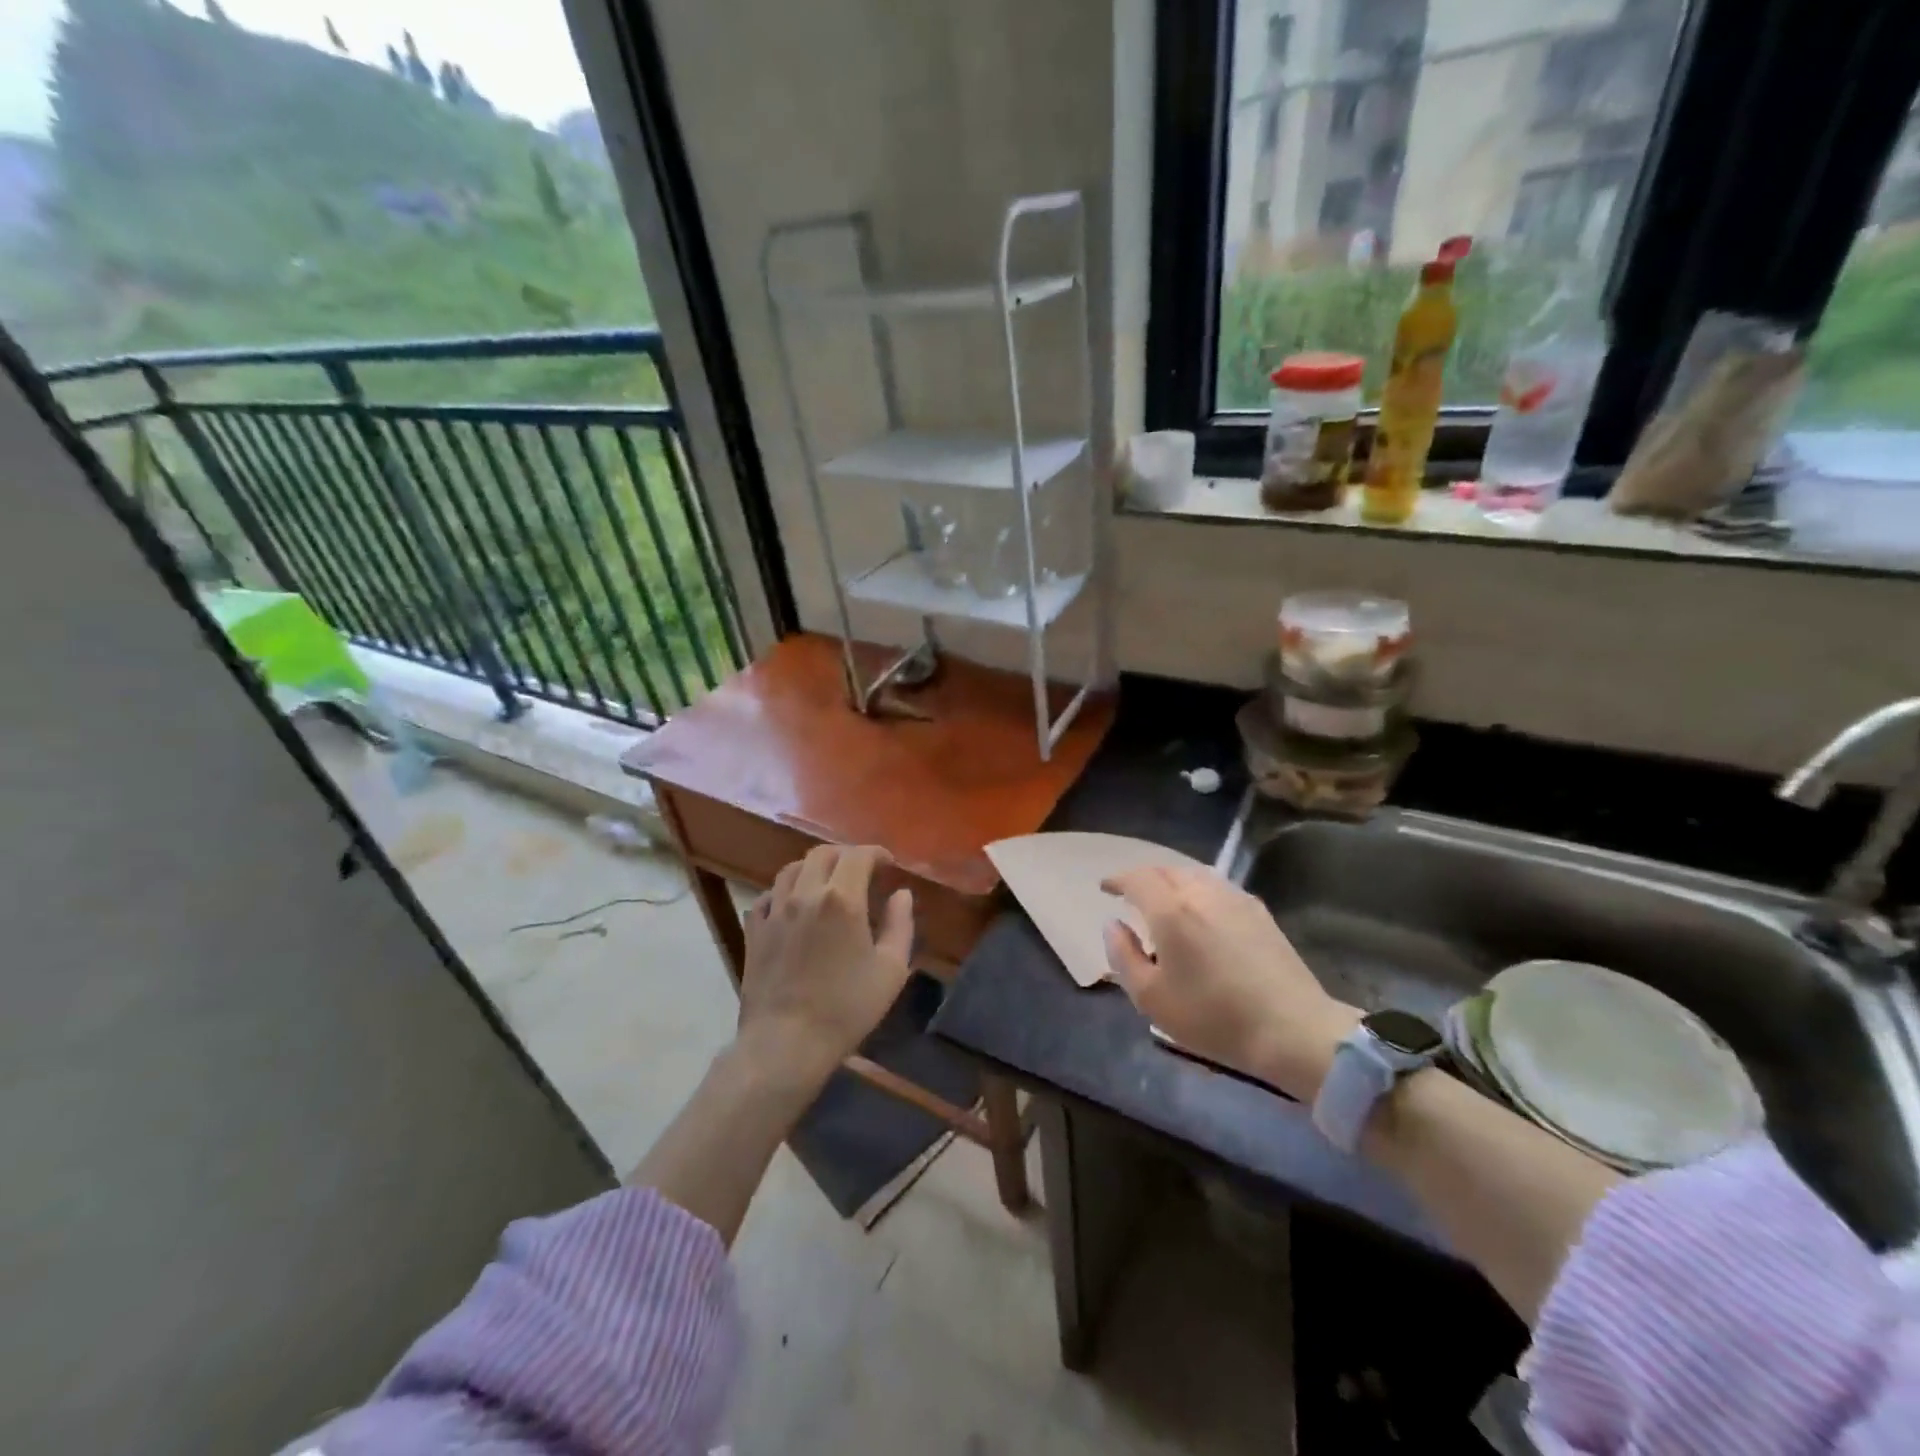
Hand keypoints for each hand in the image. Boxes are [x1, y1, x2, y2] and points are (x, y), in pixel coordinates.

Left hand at [739, 844, 914, 1084]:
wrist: (786, 1043)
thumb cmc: (846, 1008)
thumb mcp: (891, 970)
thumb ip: (900, 925)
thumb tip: (901, 894)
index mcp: (842, 899)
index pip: (858, 855)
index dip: (876, 853)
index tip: (888, 864)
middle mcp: (805, 894)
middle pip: (822, 854)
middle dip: (845, 856)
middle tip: (860, 871)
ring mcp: (774, 911)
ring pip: (791, 869)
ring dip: (813, 868)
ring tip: (827, 883)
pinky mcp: (754, 931)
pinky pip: (767, 896)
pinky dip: (784, 892)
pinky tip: (792, 905)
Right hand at [1102, 865, 1359, 1100]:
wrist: (1292, 1029)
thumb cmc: (1213, 1016)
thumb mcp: (1151, 998)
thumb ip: (1123, 955)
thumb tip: (1113, 925)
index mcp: (1170, 910)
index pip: (1136, 879)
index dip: (1117, 880)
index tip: (1105, 888)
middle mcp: (1201, 892)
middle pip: (1165, 870)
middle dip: (1144, 878)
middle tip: (1131, 894)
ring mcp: (1234, 898)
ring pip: (1193, 874)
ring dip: (1172, 881)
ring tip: (1164, 900)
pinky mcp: (1259, 911)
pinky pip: (1217, 886)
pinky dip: (1198, 889)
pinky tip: (1200, 912)